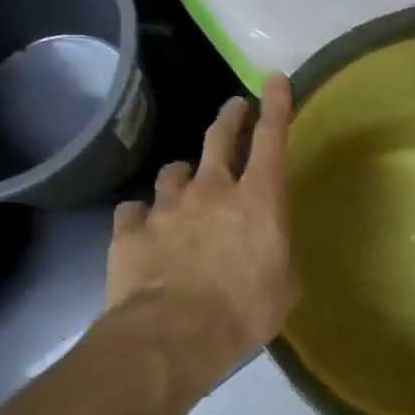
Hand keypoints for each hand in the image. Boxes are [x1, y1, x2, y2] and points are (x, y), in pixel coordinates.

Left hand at [106, 75, 300, 381]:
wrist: (172, 336)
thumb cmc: (243, 311)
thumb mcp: (284, 288)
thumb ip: (279, 260)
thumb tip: (272, 255)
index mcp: (257, 200)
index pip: (270, 139)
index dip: (275, 105)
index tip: (273, 78)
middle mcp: (211, 190)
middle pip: (218, 139)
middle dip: (229, 118)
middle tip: (233, 107)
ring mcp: (166, 207)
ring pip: (172, 172)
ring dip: (181, 175)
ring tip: (181, 183)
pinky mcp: (130, 231)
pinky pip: (133, 212)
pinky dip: (140, 216)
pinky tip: (141, 227)